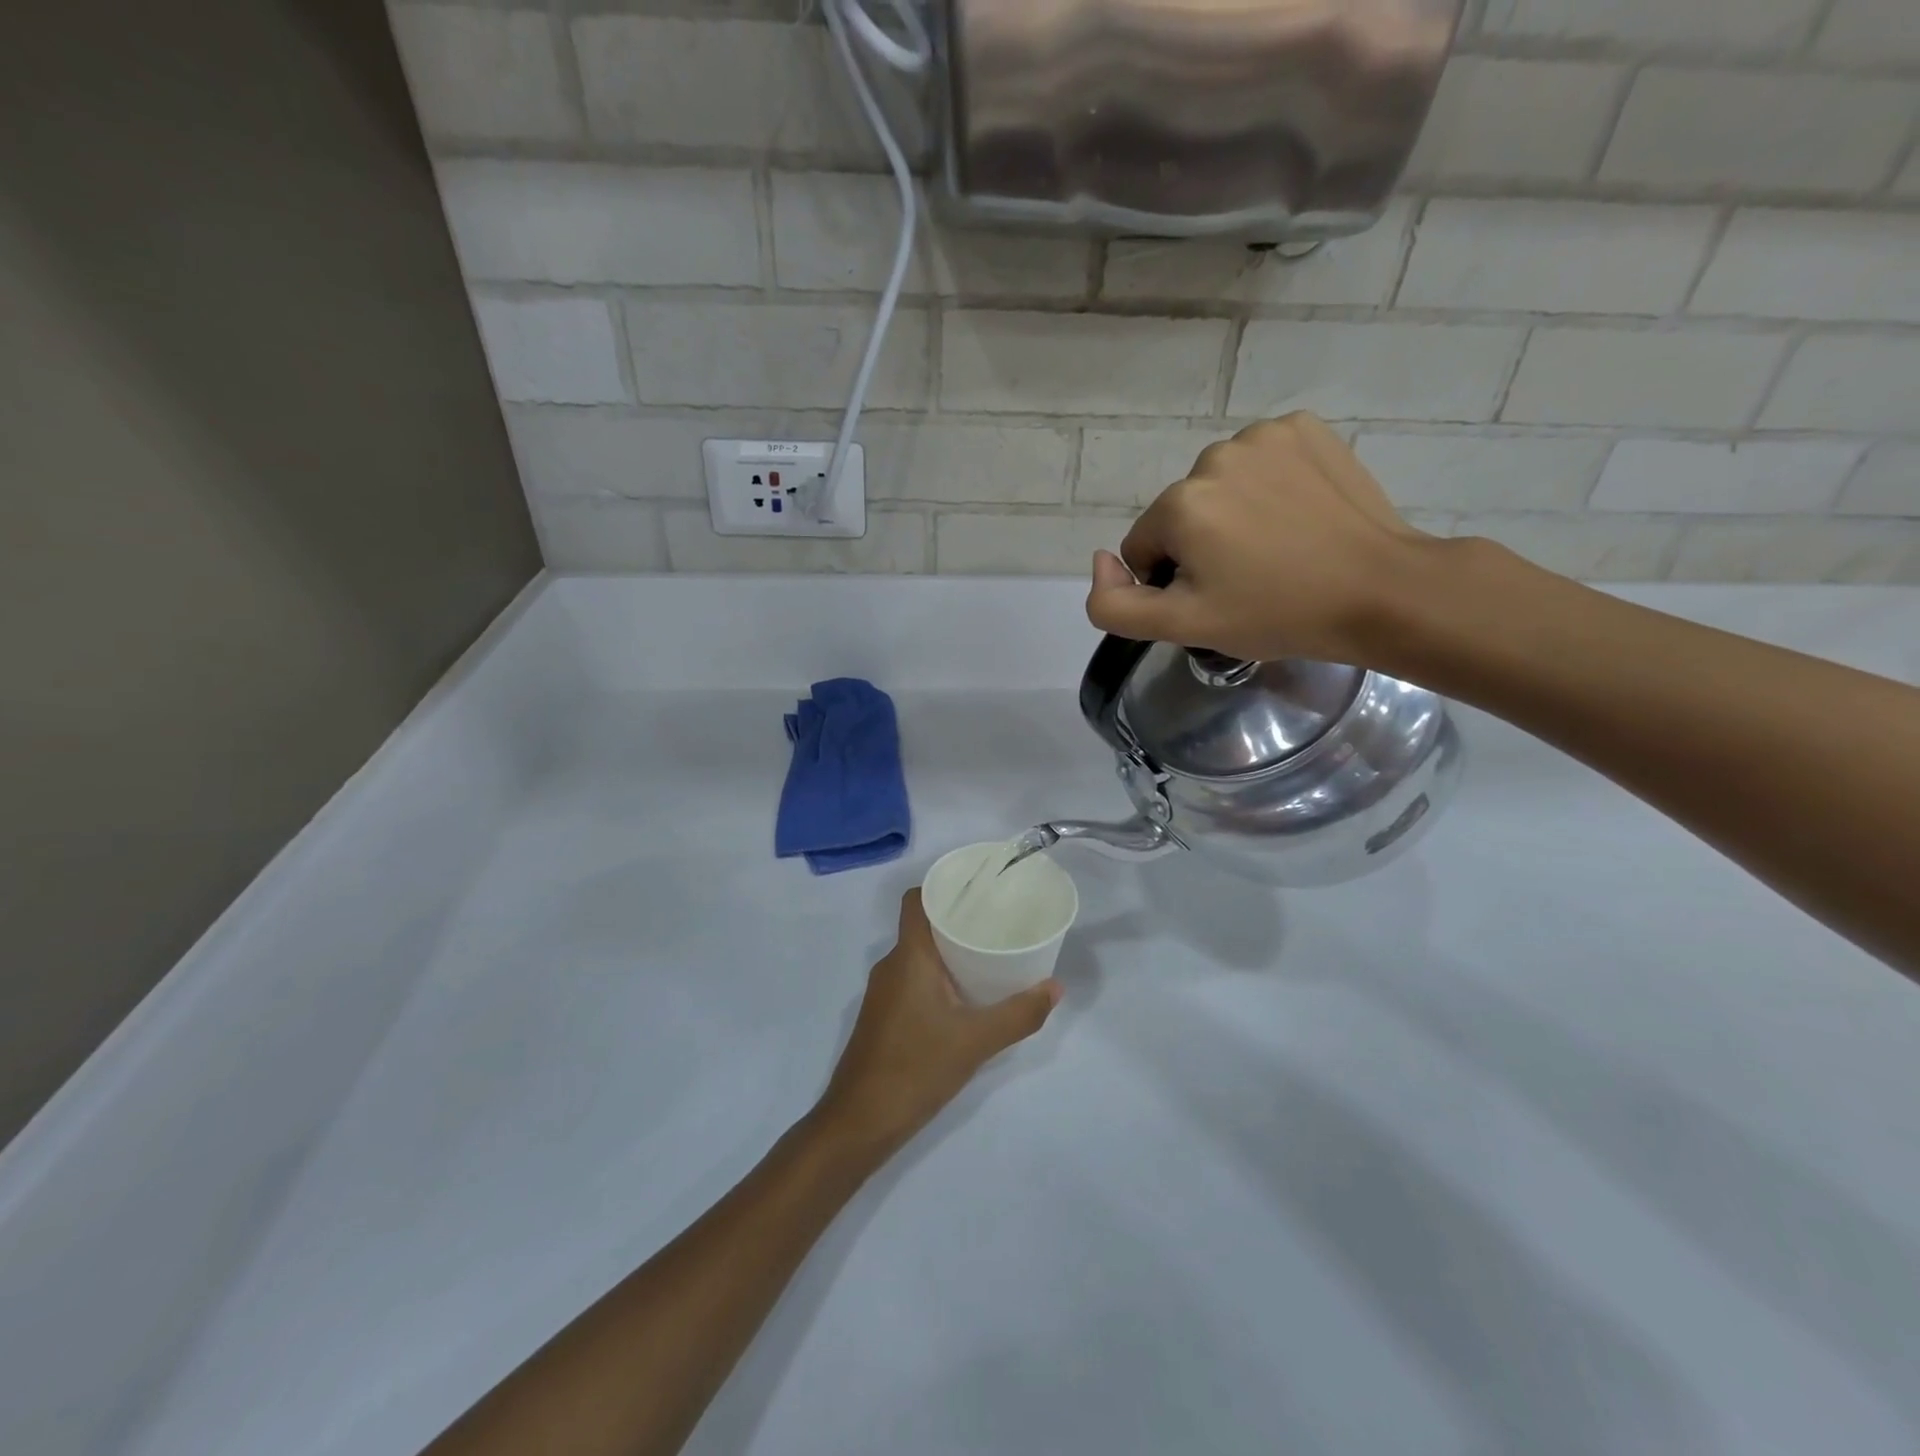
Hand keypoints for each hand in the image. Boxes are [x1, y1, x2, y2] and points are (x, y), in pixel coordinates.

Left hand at [814, 889, 1058, 1159]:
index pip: (916, 900)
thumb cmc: (916, 1068)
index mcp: (909, 956)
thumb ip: (1019, 1014)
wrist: (860, 1122)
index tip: (978, 887)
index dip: (942, 886)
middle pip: (922, 925)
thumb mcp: (976, 1041)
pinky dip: (938, 977)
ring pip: (918, 955)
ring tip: (989, 955)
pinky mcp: (883, 1016)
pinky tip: (965, 996)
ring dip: (949, 951)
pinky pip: (913, 979)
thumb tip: (1055, 987)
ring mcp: (883, 993)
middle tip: (998, 921)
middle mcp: (891, 965)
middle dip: (957, 919)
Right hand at [1084, 412, 1440, 664]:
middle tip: (1250, 577)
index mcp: (1180, 504)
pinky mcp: (1304, 428)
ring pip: (1219, 486)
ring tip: (1278, 547)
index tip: (1218, 597)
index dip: (1173, 582)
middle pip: (1180, 513)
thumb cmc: (1277, 614)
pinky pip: (1260, 460)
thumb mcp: (1183, 627)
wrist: (1381, 591)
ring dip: (1233, 513)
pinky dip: (1268, 484)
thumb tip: (1100, 561)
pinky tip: (1297, 513)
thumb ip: (1113, 605)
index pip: (1144, 548)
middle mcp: (1213, 456)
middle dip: (1202, 545)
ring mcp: (1264, 435)